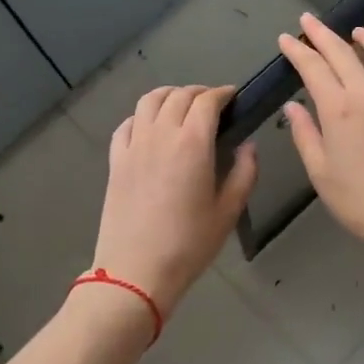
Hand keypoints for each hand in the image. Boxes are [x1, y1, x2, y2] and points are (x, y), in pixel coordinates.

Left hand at [91, 85, 257, 315]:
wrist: (136, 271)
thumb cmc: (189, 244)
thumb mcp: (228, 211)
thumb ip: (244, 172)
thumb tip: (248, 146)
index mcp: (193, 143)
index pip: (207, 101)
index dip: (223, 93)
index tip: (233, 97)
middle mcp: (161, 134)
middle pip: (178, 95)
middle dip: (199, 92)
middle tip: (213, 104)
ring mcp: (134, 146)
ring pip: (148, 101)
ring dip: (169, 95)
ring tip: (181, 105)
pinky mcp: (115, 161)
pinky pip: (126, 124)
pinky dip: (141, 116)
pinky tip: (149, 128)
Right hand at [277, 13, 363, 260]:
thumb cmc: (358, 200)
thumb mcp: (321, 172)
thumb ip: (305, 134)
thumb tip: (293, 107)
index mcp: (339, 110)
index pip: (314, 68)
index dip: (298, 51)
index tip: (287, 38)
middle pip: (344, 53)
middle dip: (323, 34)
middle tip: (309, 20)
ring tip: (355, 30)